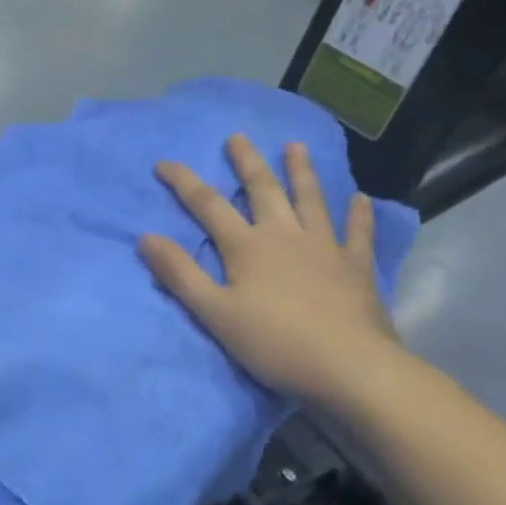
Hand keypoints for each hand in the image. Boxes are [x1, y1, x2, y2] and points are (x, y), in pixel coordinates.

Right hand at [138, 136, 401, 407]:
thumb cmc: (274, 343)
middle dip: (246, 162)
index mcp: (246, 246)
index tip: (163, 163)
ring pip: (309, 199)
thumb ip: (179, 274)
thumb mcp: (214, 312)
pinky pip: (357, 232)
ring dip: (300, 171)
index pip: (207, 204)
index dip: (183, 181)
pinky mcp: (355, 266)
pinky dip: (358, 214)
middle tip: (237, 137)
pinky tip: (360, 198)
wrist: (349, 367)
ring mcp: (324, 247)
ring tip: (295, 146)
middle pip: (262, 190)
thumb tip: (145, 237)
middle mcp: (284, 235)